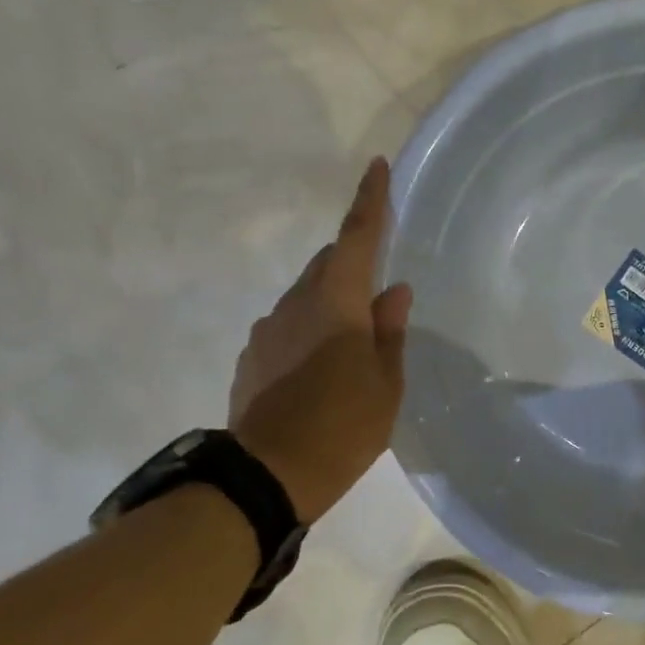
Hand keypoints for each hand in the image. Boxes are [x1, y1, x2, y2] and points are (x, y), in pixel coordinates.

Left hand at [228, 158, 411, 522]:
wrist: (267, 477)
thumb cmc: (344, 426)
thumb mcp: (385, 383)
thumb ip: (390, 331)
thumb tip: (393, 292)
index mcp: (336, 302)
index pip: (356, 237)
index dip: (369, 201)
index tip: (375, 167)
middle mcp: (295, 303)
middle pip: (328, 265)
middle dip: (353, 266)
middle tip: (378, 298)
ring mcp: (266, 330)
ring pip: (306, 298)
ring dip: (330, 305)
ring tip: (351, 349)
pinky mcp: (251, 357)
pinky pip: (287, 327)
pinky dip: (309, 333)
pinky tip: (320, 372)